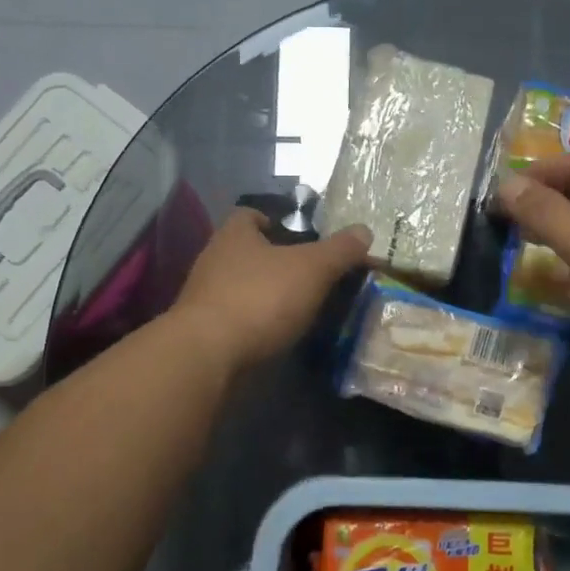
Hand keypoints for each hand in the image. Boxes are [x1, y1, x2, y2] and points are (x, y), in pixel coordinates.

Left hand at [170, 210, 372, 372]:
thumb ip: (339, 250)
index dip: (274, 220)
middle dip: (275, 261)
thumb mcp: (312, 269)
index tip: (299, 235)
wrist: (208, 356)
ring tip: (300, 307)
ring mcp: (205, 298)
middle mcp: (214, 260)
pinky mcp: (204, 332)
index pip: (250, 214)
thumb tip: (364, 231)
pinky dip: (256, 323)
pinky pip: (237, 318)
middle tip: (310, 274)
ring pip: (242, 286)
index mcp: (235, 235)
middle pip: (247, 252)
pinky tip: (278, 334)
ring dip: (266, 294)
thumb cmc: (261, 298)